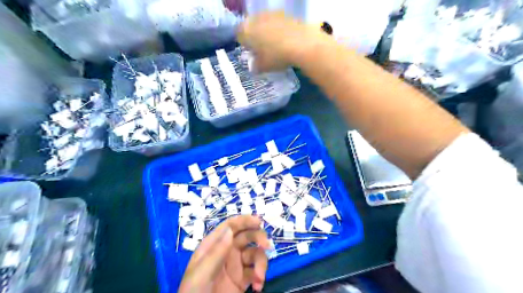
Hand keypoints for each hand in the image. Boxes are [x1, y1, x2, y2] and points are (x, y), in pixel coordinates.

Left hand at [179, 215, 268, 292]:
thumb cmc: (194, 291)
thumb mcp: (201, 272)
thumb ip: (216, 252)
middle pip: (247, 236)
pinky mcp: (243, 280)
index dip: (244, 220)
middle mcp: (227, 251)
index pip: (230, 226)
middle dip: (258, 238)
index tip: (258, 221)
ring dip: (261, 262)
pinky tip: (257, 287)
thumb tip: (230, 230)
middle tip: (267, 245)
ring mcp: (236, 265)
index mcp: (214, 245)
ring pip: (255, 253)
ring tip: (259, 277)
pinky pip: (257, 272)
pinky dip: (260, 277)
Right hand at [239, 12, 327, 71]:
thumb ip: (256, 66)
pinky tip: (286, 41)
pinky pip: (278, 23)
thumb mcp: (264, 67)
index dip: (245, 45)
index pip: (239, 35)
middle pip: (252, 27)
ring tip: (276, 46)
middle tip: (263, 51)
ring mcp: (272, 14)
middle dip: (256, 37)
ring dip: (268, 33)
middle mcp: (257, 18)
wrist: (302, 44)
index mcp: (247, 30)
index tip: (252, 53)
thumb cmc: (277, 56)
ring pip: (265, 24)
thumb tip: (254, 67)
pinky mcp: (286, 14)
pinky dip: (280, 31)